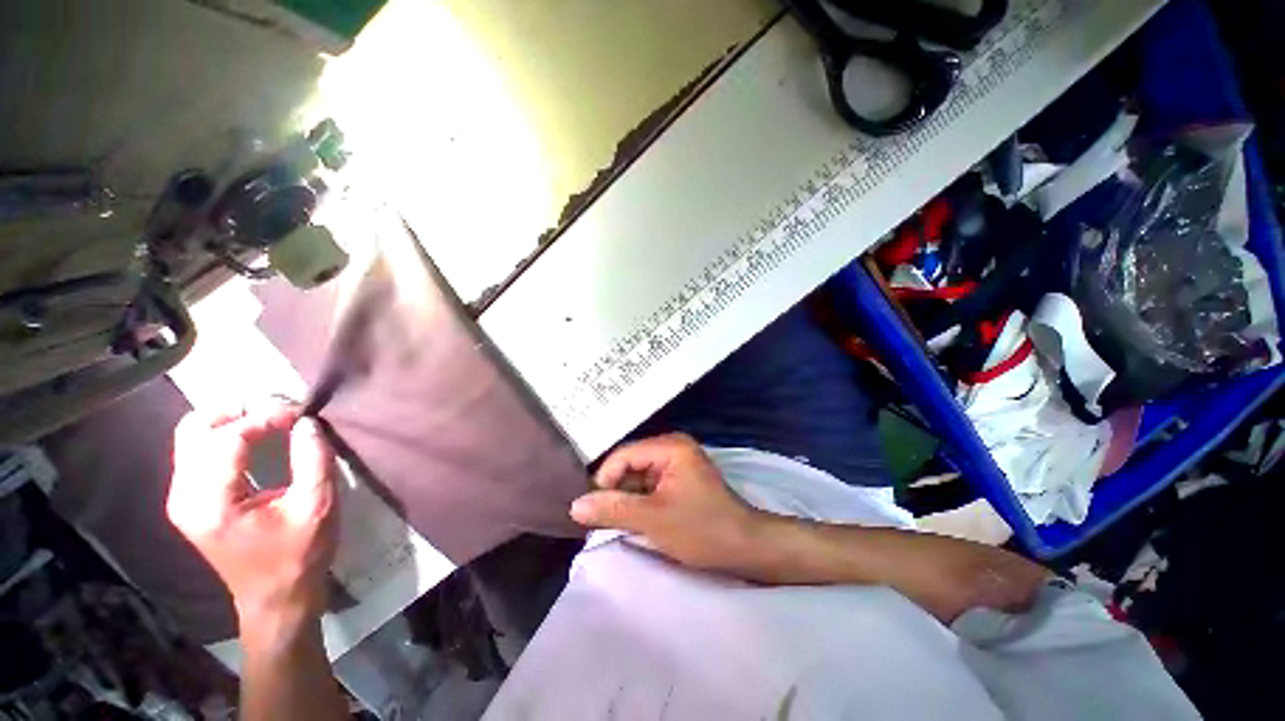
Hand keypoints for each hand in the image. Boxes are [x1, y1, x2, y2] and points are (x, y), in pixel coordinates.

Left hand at [166, 401, 337, 633]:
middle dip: (238, 411)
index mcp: (211, 502)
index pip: (227, 438)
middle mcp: (184, 496)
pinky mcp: (190, 501)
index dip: (265, 417)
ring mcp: (182, 499)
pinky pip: (198, 453)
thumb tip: (307, 422)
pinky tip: (256, 440)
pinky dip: (225, 437)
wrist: (275, 598)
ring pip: (192, 437)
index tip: (301, 414)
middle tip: (279, 411)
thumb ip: (313, 459)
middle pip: (195, 429)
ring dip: (231, 421)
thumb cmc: (299, 555)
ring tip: (271, 421)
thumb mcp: (317, 506)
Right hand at [571, 434, 763, 573]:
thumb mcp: (653, 520)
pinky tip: (630, 518)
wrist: (745, 547)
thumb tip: (575, 505)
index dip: (603, 480)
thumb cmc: (702, 529)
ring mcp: (677, 462)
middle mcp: (672, 447)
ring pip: (637, 475)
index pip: (623, 455)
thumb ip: (613, 509)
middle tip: (598, 517)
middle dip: (613, 489)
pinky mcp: (679, 478)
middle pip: (630, 463)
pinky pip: (649, 484)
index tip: (590, 508)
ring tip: (611, 520)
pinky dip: (638, 500)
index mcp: (670, 446)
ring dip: (625, 497)